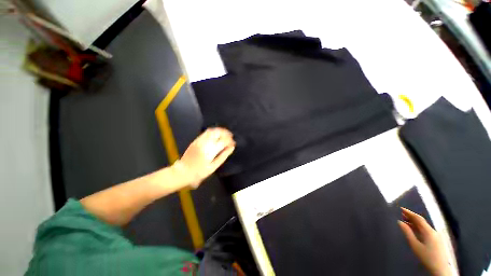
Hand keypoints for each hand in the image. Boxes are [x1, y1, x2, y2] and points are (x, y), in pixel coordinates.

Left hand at [174, 127, 235, 187]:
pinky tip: (216, 135)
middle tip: (231, 136)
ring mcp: (199, 140)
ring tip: (225, 134)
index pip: (223, 141)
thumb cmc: (199, 172)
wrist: (183, 171)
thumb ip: (223, 156)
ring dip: (220, 131)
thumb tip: (232, 148)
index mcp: (210, 151)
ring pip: (212, 130)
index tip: (233, 143)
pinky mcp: (196, 140)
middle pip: (218, 133)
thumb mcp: (213, 167)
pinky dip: (213, 132)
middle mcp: (205, 143)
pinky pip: (206, 132)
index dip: (230, 141)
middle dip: (226, 133)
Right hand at [398, 208, 451, 275]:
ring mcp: (436, 236)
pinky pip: (426, 231)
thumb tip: (400, 222)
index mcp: (428, 231)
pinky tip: (414, 230)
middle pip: (422, 222)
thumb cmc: (426, 256)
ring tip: (405, 222)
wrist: (440, 269)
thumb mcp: (415, 245)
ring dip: (414, 223)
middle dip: (412, 217)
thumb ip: (408, 233)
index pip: (418, 218)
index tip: (401, 209)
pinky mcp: (436, 240)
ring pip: (424, 226)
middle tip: (401, 214)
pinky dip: (418, 228)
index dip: (410, 213)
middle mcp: (433, 231)